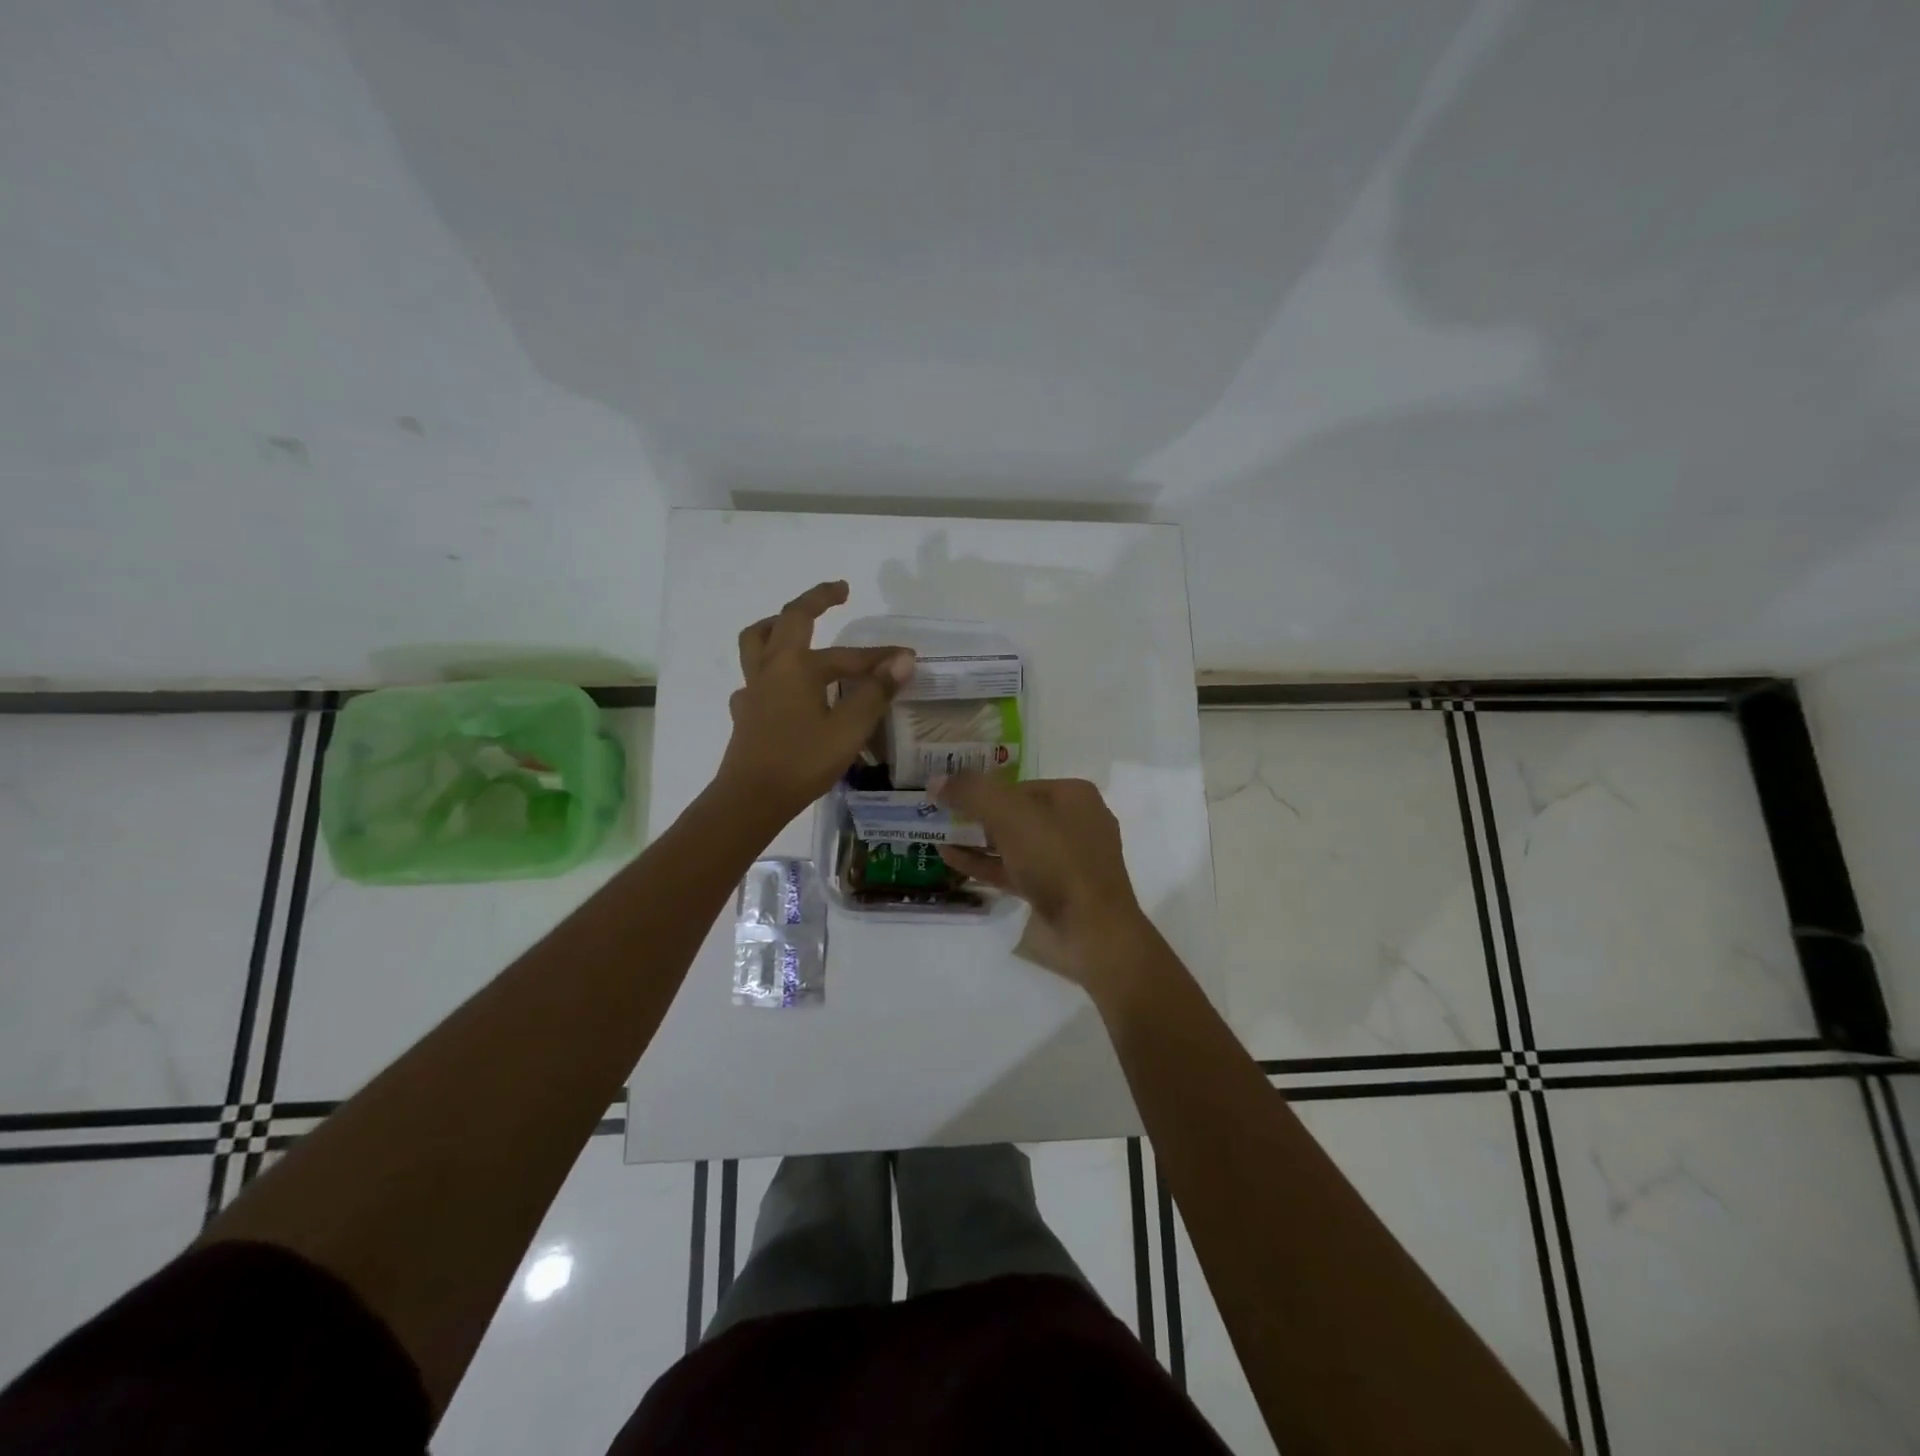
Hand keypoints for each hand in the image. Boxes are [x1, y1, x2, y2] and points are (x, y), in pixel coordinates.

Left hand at [715, 581, 914, 824]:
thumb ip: (876, 692)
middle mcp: (770, 669)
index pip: (846, 654)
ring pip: (758, 643)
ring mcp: (753, 691)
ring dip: (778, 627)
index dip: (878, 654)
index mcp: (795, 666)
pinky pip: (756, 678)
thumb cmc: (802, 761)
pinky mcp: (746, 714)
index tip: (906, 656)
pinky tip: (784, 689)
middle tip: (837, 593)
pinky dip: (772, 670)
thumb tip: (903, 659)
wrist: (751, 800)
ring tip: (796, 627)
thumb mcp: (848, 728)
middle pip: (786, 621)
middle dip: (814, 602)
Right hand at [931, 774, 1152, 988]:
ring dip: (976, 840)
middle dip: (977, 815)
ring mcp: (1065, 860)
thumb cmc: (1056, 859)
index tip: (949, 795)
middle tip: (939, 815)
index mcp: (1074, 796)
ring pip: (1013, 843)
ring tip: (937, 836)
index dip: (983, 788)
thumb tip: (936, 781)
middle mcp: (1073, 823)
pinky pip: (1013, 870)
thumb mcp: (1010, 815)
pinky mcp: (1054, 891)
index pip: (1018, 784)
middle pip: (1015, 813)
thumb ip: (971, 793)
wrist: (1092, 930)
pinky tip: (951, 860)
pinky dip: (984, 864)